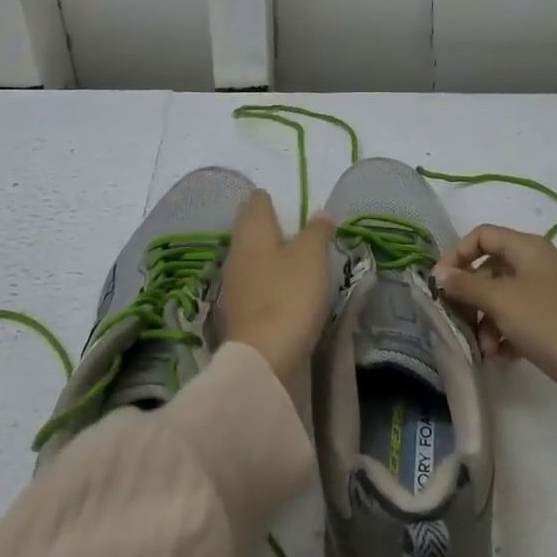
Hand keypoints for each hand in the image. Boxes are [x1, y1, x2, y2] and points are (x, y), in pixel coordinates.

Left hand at [219, 191, 334, 386]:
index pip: (256, 202)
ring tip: (292, 253)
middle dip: (266, 223)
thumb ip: (317, 231)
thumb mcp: (311, 256)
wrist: (264, 358)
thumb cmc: (289, 294)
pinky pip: (254, 282)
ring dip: (267, 252)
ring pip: (250, 255)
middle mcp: (237, 252)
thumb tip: (321, 214)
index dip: (270, 198)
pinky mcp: (240, 310)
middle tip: (292, 223)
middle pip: (249, 227)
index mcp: (251, 231)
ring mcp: (234, 283)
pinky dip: (267, 277)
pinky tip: (283, 284)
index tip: (286, 200)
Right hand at [432, 224, 556, 402]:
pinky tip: (501, 359)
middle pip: (491, 269)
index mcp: (529, 248)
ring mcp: (548, 294)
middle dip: (472, 296)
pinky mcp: (553, 322)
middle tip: (458, 319)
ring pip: (503, 298)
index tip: (441, 282)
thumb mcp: (500, 300)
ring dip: (487, 322)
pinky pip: (519, 320)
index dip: (458, 254)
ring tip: (485, 349)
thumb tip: (439, 273)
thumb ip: (465, 284)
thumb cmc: (545, 323)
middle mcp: (539, 264)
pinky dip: (505, 335)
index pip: (483, 235)